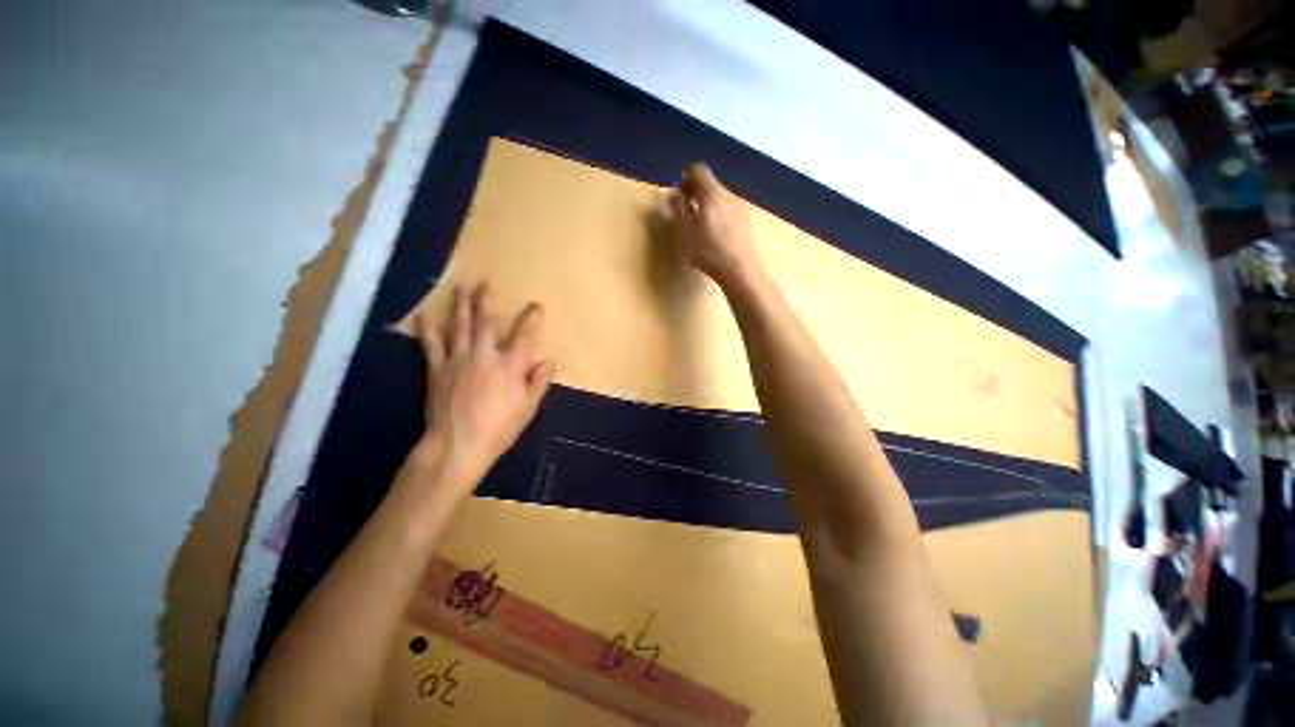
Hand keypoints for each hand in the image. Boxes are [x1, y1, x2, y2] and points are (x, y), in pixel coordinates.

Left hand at [412, 283, 553, 494]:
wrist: (458, 444)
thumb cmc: (499, 427)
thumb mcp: (528, 407)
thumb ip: (538, 382)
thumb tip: (548, 361)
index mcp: (510, 365)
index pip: (524, 336)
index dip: (531, 319)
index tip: (536, 306)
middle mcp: (484, 355)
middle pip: (486, 323)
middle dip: (486, 302)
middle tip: (484, 284)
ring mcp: (458, 359)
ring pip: (459, 326)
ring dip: (460, 306)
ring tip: (460, 288)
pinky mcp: (437, 369)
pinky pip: (432, 344)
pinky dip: (428, 328)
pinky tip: (424, 314)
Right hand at [664, 163, 760, 287]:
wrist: (740, 270)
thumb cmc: (708, 250)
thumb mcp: (684, 231)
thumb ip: (677, 209)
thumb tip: (674, 194)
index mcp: (712, 193)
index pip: (699, 170)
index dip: (686, 178)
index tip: (679, 195)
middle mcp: (728, 194)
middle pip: (711, 183)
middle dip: (696, 192)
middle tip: (685, 210)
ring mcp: (740, 208)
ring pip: (720, 197)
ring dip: (707, 204)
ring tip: (699, 225)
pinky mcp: (746, 222)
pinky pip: (728, 210)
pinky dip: (718, 215)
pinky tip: (714, 235)